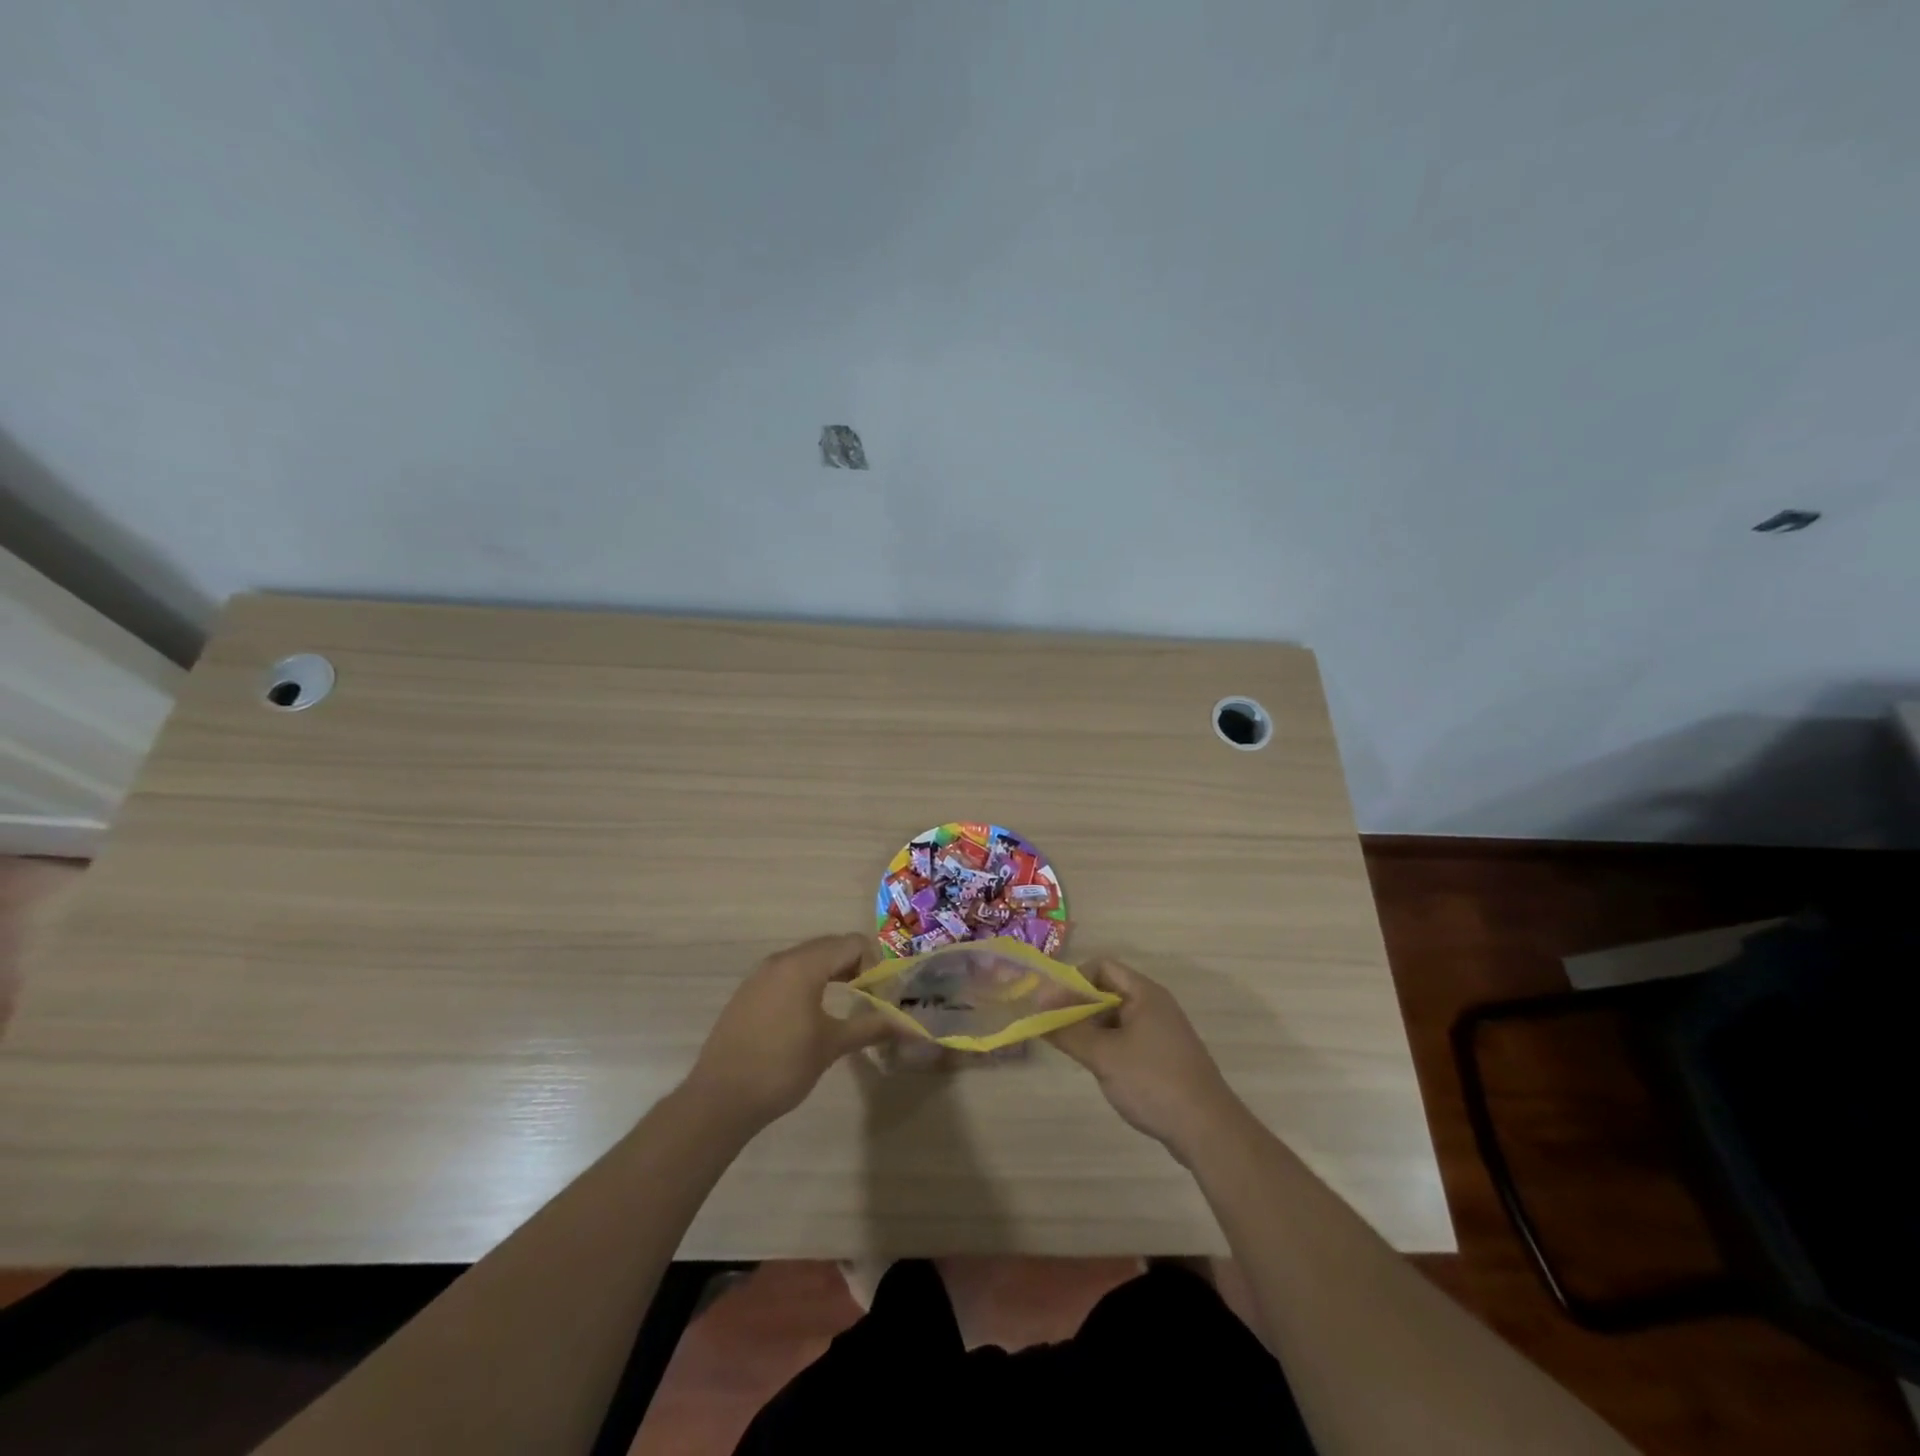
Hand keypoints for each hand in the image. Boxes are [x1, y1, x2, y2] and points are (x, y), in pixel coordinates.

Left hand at [685, 933, 891, 1128]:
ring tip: (846, 1002)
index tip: (882, 991)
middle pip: (829, 946)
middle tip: (870, 995)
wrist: (720, 1099)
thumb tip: (909, 1025)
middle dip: (855, 965)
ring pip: (807, 959)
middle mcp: (781, 960)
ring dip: (831, 972)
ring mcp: (760, 975)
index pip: (852, 943)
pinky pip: (787, 974)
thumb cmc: (782, 1067)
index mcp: (803, 966)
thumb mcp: (832, 1045)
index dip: (874, 962)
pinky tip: (811, 1014)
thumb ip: (870, 1026)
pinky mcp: (748, 992)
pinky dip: (807, 982)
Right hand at [1050, 959, 1245, 1160]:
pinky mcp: (1165, 1056)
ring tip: (1074, 1050)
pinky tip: (1100, 1069)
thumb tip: (1038, 1008)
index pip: (1102, 966)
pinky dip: (1109, 1045)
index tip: (1052, 1004)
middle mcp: (1155, 1004)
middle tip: (1057, 1029)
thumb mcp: (1103, 1055)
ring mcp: (1163, 1031)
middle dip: (1080, 1006)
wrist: (1208, 1130)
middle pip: (1109, 990)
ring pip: (1117, 1017)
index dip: (1074, 980)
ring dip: (1093, 1028)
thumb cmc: (1152, 1082)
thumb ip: (1068, 1030)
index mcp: (1145, 993)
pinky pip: (1129, 1037)